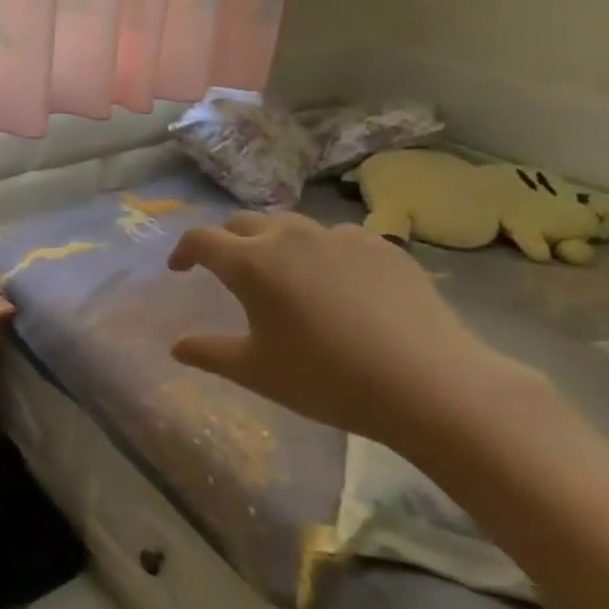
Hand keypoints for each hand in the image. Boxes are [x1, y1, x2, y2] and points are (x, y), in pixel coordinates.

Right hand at [167, 212, 541, 451]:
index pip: (201, 240)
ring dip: (275, 243)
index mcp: (250, 263)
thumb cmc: (327, 379)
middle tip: (227, 269)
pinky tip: (339, 284)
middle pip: (243, 223)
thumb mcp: (256, 372)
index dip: (183, 251)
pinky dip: (324, 253)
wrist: (431, 385)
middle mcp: (289, 237)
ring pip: (292, 226)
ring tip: (284, 273)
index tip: (180, 269)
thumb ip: (208, 353)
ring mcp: (339, 237)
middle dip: (227, 241)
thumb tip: (177, 347)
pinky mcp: (382, 246)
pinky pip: (338, 239)